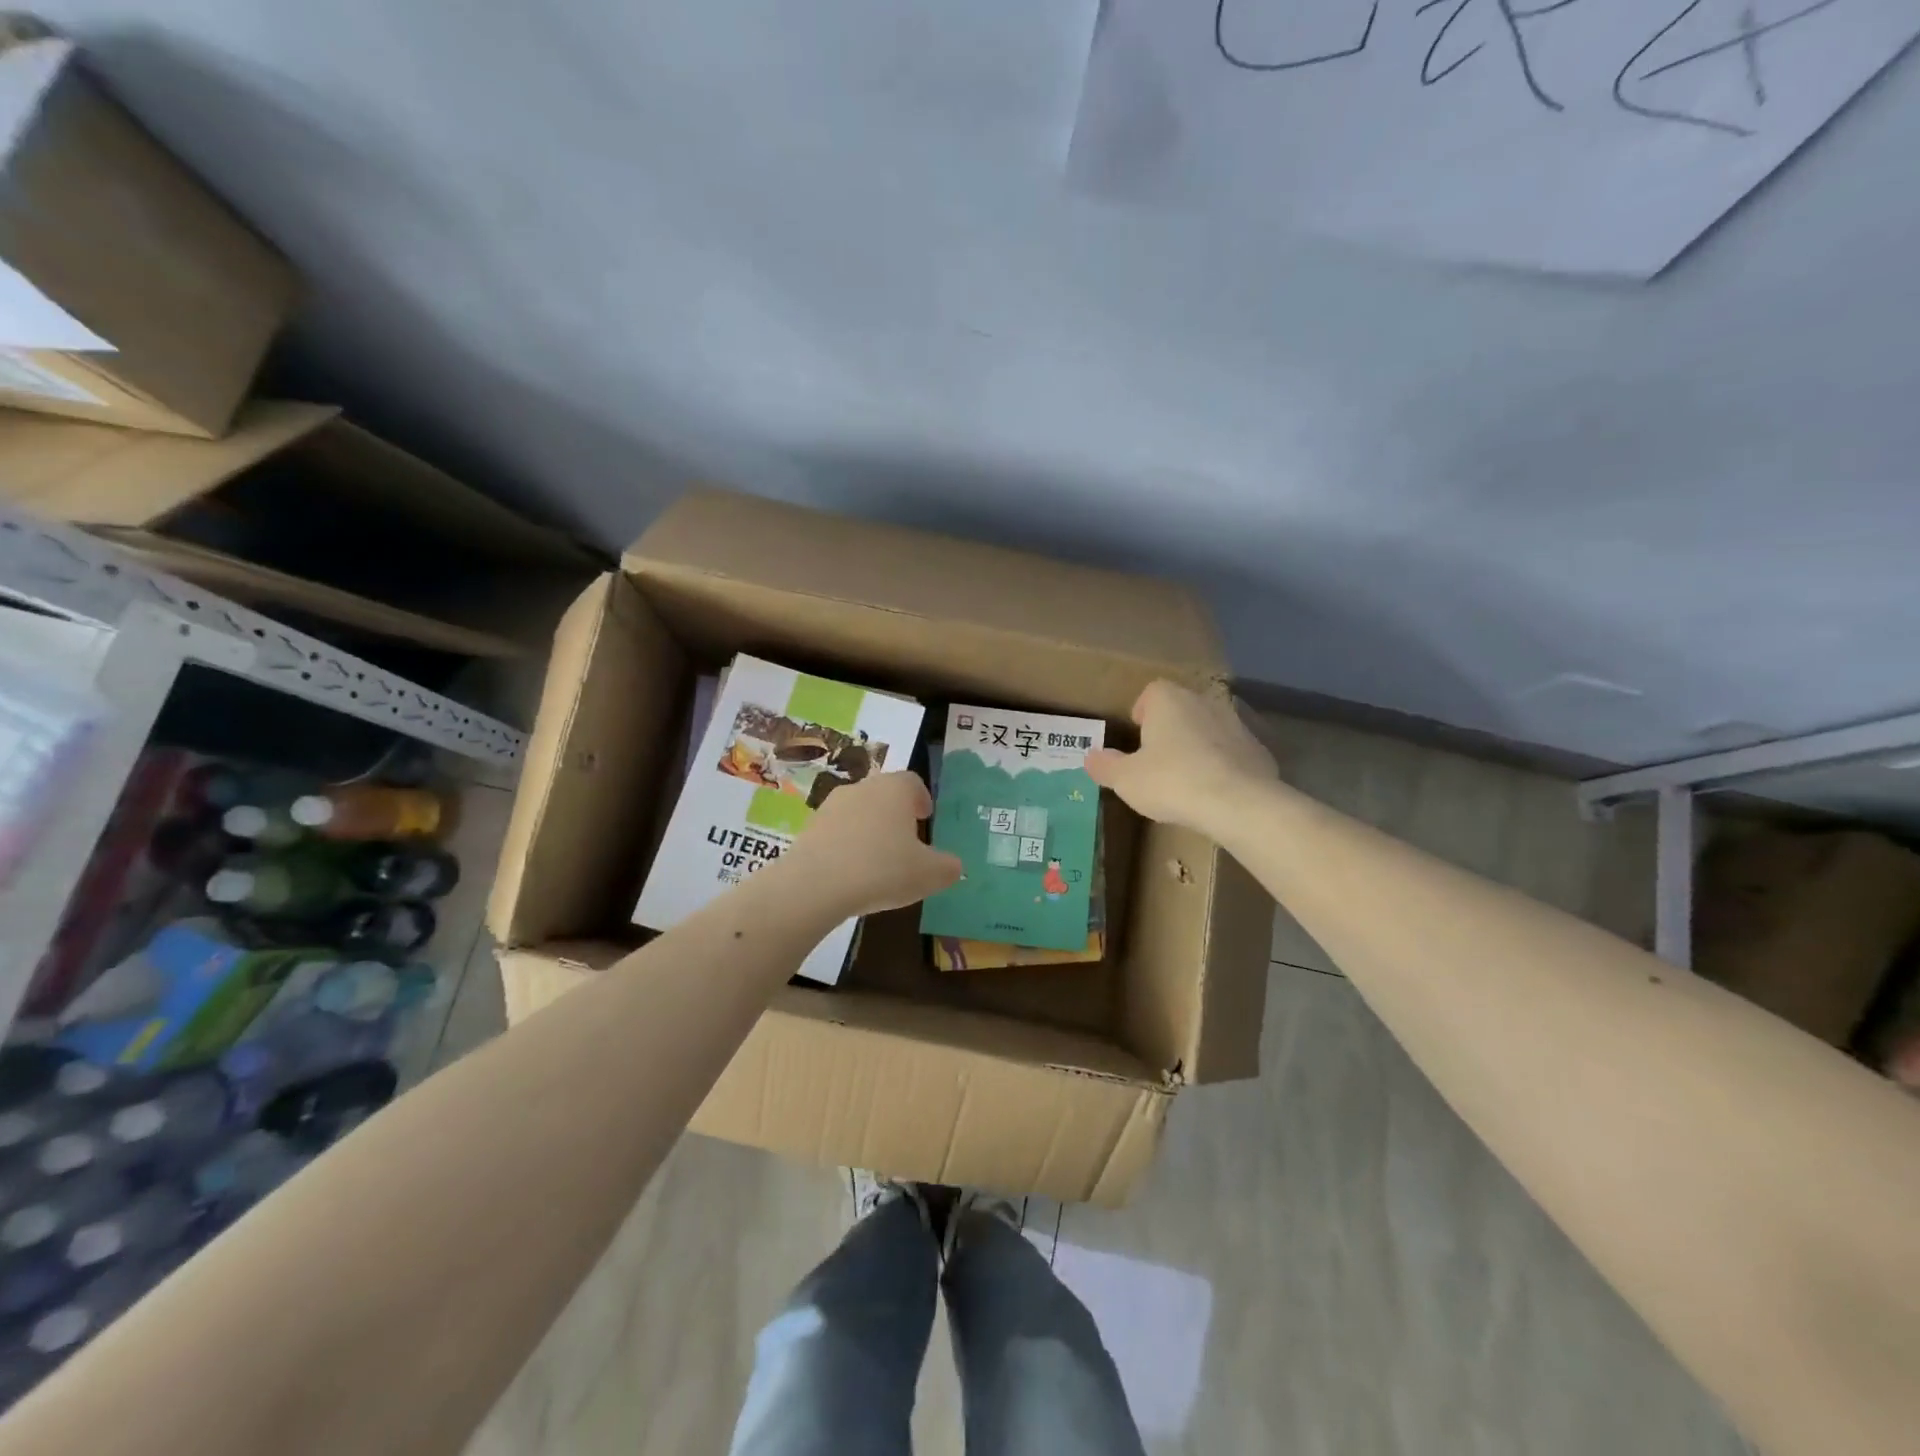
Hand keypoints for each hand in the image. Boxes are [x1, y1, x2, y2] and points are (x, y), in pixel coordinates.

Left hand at [784, 771, 961, 917]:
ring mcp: (831, 805)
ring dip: (869, 828)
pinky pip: (836, 830)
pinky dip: (846, 844)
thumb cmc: (882, 870)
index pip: (913, 782)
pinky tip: (851, 871)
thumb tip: (954, 866)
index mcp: (895, 789)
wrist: (815, 885)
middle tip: (905, 839)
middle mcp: (863, 788)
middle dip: (896, 813)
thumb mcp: (929, 875)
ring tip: (877, 858)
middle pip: (884, 793)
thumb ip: (948, 867)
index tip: (925, 817)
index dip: (921, 798)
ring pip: (858, 810)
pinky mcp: (809, 827)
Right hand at [1086, 680, 1277, 835]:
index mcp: (1169, 701)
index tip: (1137, 734)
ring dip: (1197, 746)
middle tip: (1156, 759)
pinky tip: (1214, 792)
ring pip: (1209, 728)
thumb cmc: (1172, 781)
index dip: (1142, 711)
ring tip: (1186, 778)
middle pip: (1182, 708)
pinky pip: (1232, 752)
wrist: (1239, 804)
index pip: (1152, 691)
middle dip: (1169, 728)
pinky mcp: (1258, 750)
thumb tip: (1090, 757)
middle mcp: (1204, 702)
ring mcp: (1236, 725)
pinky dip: (1222, 765)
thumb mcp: (1126, 779)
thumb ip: (1106, 766)